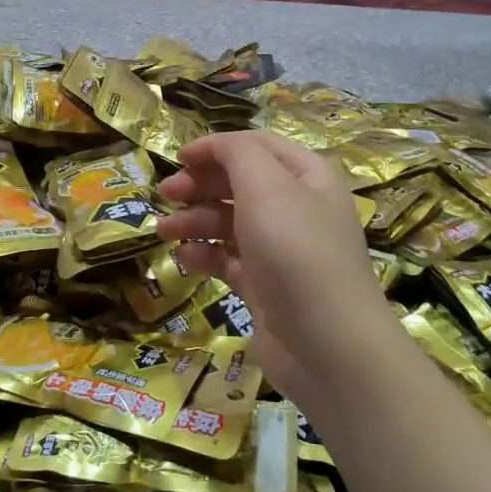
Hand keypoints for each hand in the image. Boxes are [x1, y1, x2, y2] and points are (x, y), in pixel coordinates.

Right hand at [156, 131, 396, 413]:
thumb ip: (237, 154)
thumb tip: (213, 146)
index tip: (177, 158)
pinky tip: (184, 258)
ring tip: (163, 231)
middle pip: (240, 183)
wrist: (327, 345)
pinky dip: (206, 254)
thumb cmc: (296, 252)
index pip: (256, 146)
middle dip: (200, 185)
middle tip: (165, 194)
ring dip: (196, 220)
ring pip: (231, 222)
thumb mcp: (267, 187)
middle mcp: (297, 208)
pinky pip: (230, 260)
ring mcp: (282, 250)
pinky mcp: (267, 287)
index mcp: (306, 177)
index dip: (216, 147)